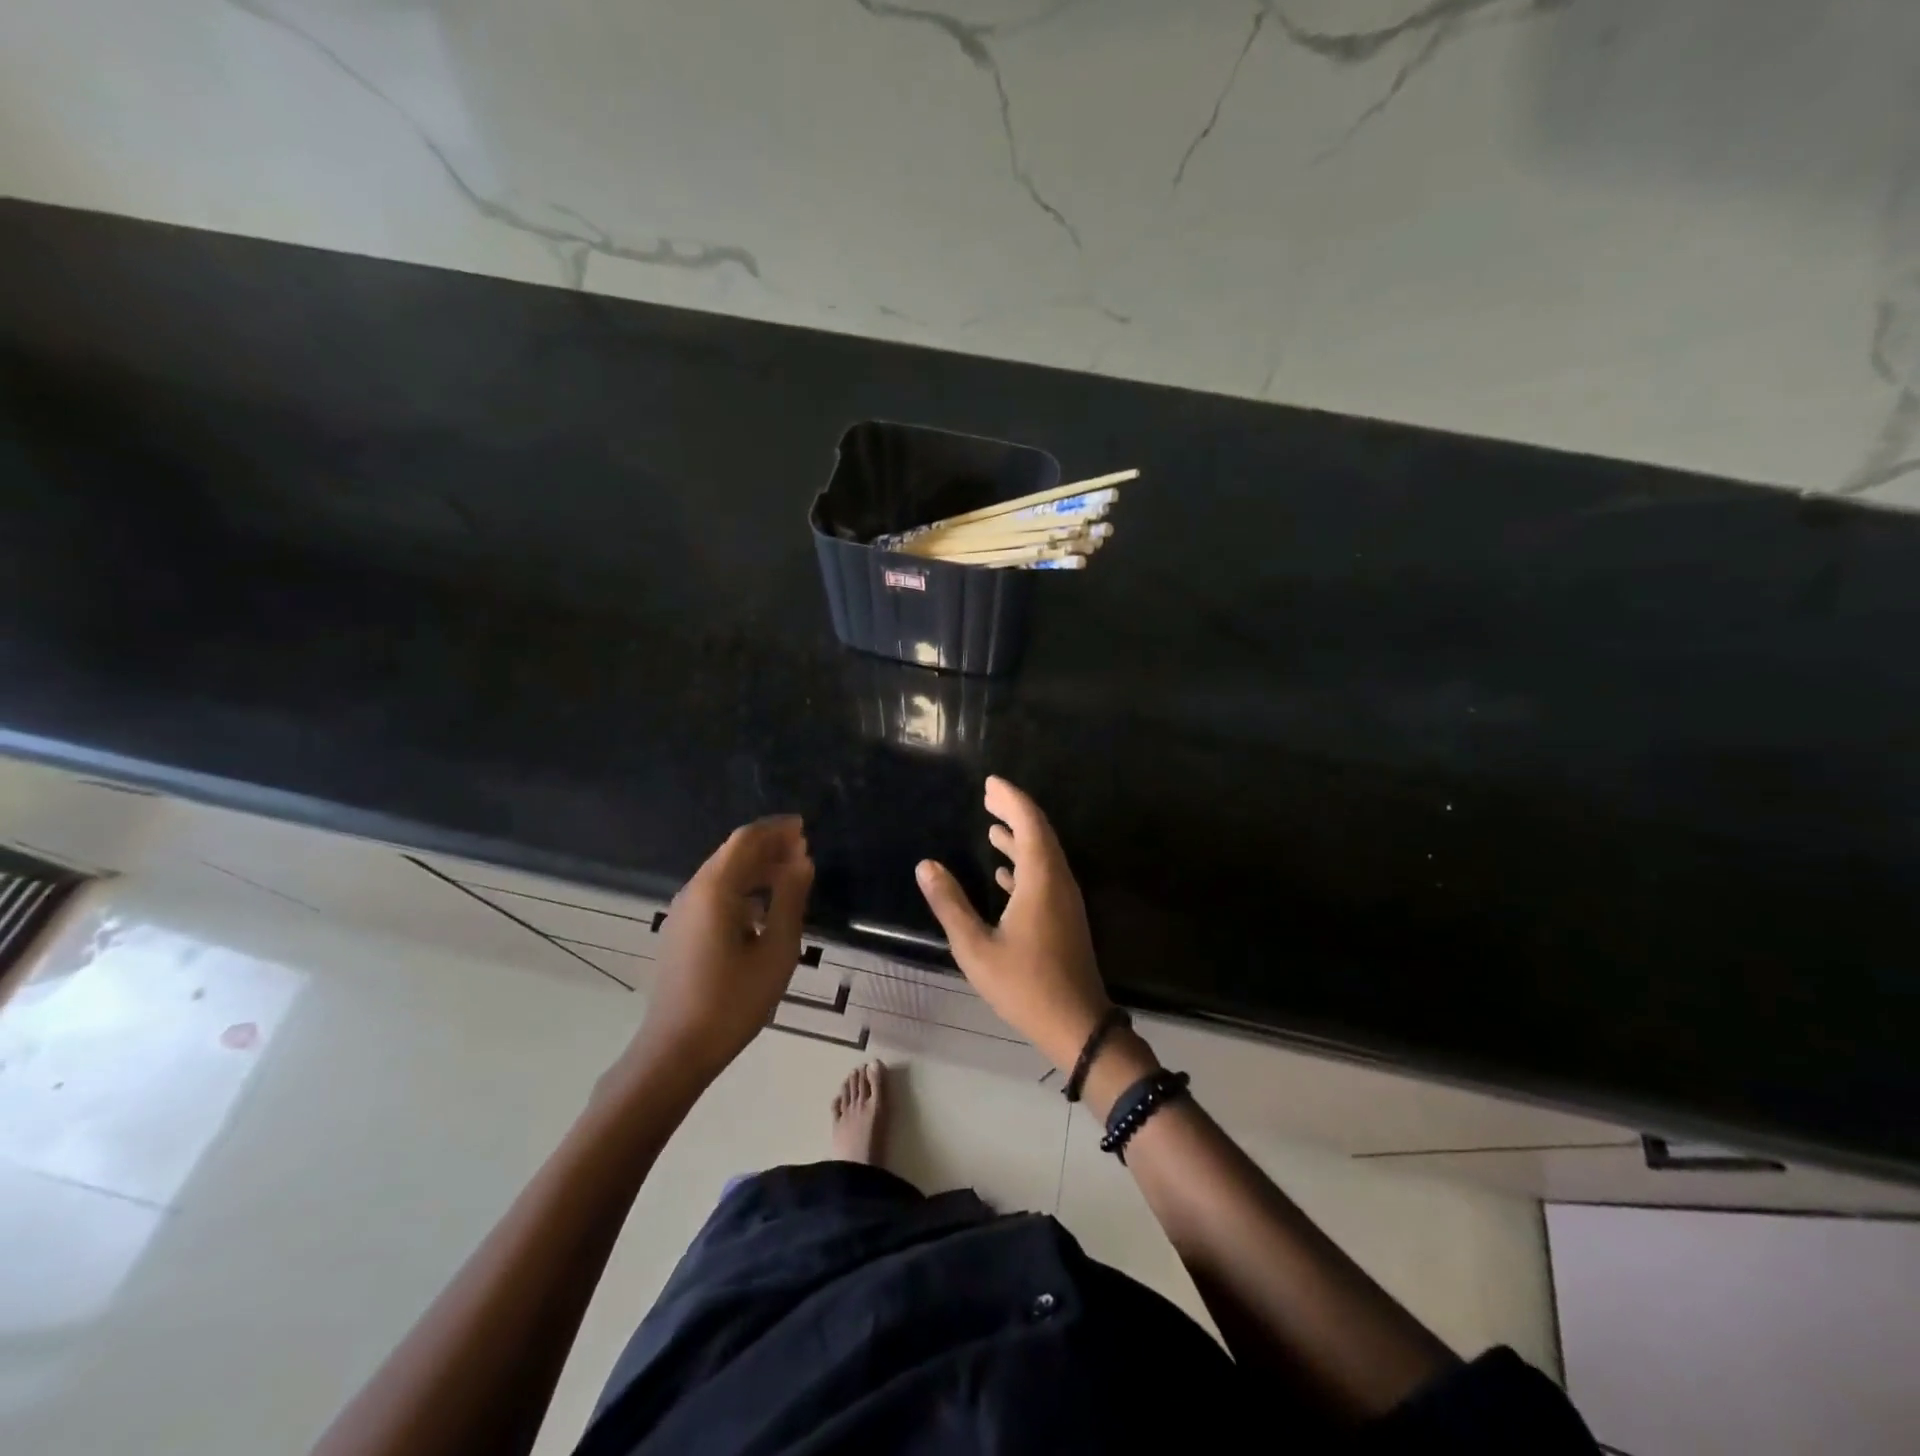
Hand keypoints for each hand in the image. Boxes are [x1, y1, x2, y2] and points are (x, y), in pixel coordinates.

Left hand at [626, 816, 814, 1087]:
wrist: (676, 1051)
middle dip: (769, 846)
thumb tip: (802, 860)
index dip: (777, 830)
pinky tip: (764, 907)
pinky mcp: (681, 932)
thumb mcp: (777, 950)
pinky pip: (714, 894)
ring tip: (791, 874)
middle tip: (803, 850)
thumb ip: (791, 899)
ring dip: (757, 867)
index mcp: (715, 889)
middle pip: (733, 853)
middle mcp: (693, 891)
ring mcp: (683, 913)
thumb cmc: (733, 1001)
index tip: (805, 828)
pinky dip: (742, 887)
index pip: (746, 840)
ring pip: (723, 873)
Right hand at [915, 776, 1112, 1073]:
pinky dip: (1025, 863)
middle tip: (989, 795)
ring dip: (1020, 837)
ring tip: (993, 826)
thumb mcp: (976, 947)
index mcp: (1041, 879)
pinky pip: (1046, 875)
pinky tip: (1004, 872)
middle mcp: (1058, 881)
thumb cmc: (1024, 985)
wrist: (1076, 1024)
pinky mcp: (1065, 917)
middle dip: (1015, 811)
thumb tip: (926, 865)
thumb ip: (950, 903)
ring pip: (1044, 855)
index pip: (1029, 823)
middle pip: (1039, 832)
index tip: (990, 783)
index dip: (1011, 798)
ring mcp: (1065, 900)